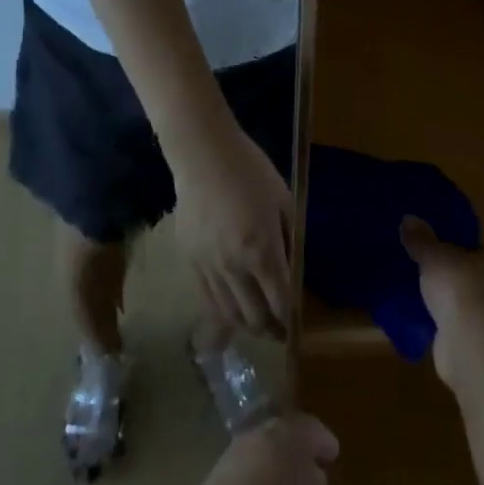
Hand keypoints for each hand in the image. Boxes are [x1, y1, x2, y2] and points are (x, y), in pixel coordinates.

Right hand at [171, 123, 292, 337]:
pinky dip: (220, 310)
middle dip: (269, 329)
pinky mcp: (188, 260)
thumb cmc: (250, 172)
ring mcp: (207, 266)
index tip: (295, 326)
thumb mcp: (284, 202)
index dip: (290, 320)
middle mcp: (234, 267)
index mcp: (262, 251)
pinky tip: (229, 307)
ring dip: (245, 324)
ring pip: (227, 313)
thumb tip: (291, 269)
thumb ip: (289, 240)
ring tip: (255, 322)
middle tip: (277, 328)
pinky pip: (205, 297)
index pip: (280, 302)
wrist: (203, 156)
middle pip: (253, 316)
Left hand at [181, 413, 347, 484]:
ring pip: (255, 464)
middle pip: (278, 441)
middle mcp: (254, 440)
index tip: (333, 455)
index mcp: (288, 436)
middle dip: (294, 458)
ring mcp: (225, 464)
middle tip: (310, 479)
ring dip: (269, 480)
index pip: (310, 428)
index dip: (323, 441)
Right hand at [401, 216, 483, 388]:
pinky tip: (429, 327)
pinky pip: (466, 332)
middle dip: (459, 281)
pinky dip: (451, 330)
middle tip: (429, 277)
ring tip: (424, 301)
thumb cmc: (464, 286)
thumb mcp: (435, 255)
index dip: (464, 252)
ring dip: (455, 308)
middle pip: (482, 280)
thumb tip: (408, 219)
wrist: (477, 343)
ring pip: (475, 309)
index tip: (441, 255)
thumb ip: (422, 240)